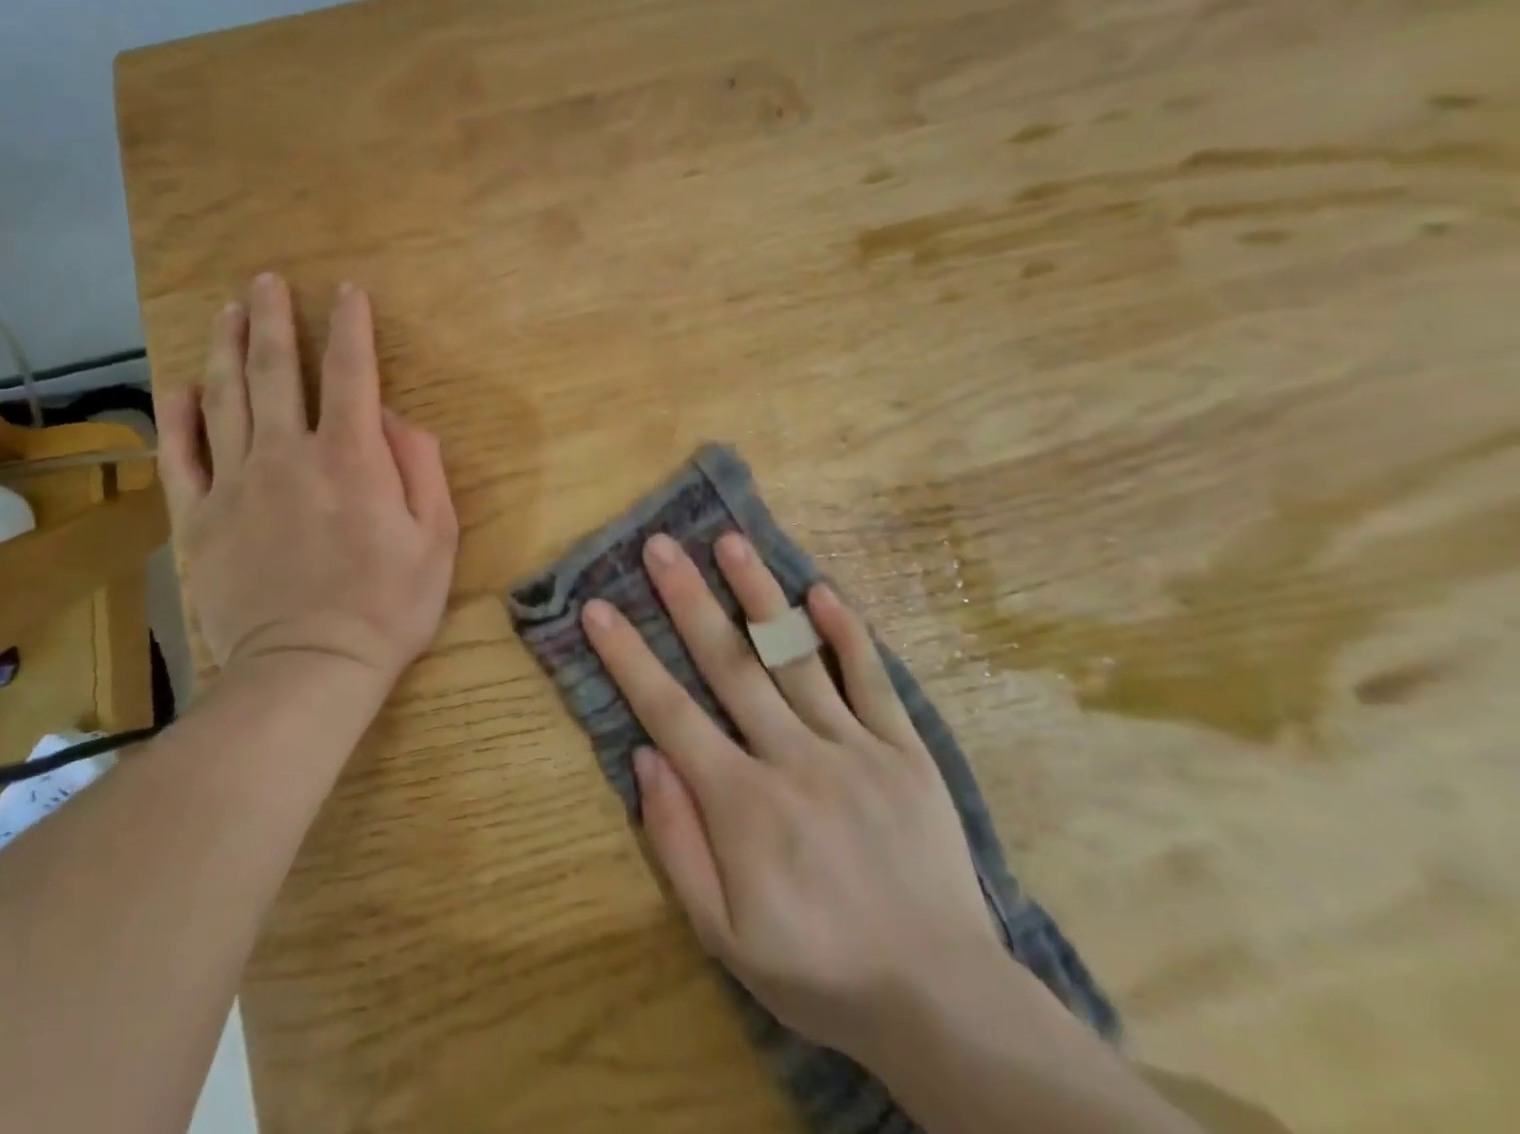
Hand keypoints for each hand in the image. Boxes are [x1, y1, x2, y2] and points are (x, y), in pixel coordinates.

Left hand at [155, 274, 458, 687]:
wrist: (309, 669)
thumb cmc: (387, 606)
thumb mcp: (436, 537)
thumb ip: (420, 466)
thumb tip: (394, 419)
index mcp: (351, 456)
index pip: (352, 371)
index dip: (351, 325)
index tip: (347, 291)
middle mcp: (288, 453)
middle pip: (276, 369)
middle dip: (274, 318)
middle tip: (266, 281)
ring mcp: (236, 483)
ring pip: (225, 398)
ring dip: (227, 348)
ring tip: (227, 312)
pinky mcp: (200, 519)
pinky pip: (181, 457)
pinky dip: (177, 418)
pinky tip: (179, 389)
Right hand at [582, 532, 1000, 1059]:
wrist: (942, 1000)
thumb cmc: (818, 968)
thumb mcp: (725, 936)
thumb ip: (677, 843)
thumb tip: (646, 757)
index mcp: (743, 803)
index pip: (670, 711)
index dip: (629, 657)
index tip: (599, 608)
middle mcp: (793, 758)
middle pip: (730, 664)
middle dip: (688, 599)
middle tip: (660, 546)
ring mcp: (854, 748)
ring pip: (795, 656)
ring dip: (759, 594)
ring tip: (729, 541)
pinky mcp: (905, 750)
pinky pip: (872, 680)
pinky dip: (847, 633)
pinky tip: (821, 590)